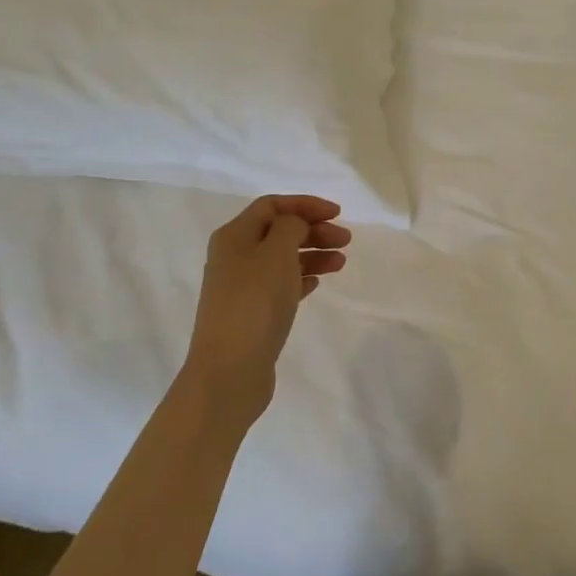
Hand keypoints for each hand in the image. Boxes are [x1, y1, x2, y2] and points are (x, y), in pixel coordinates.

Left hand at [183, 195, 350, 423]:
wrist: (230, 371)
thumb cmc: (254, 303)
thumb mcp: (276, 252)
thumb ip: (290, 227)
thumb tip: (294, 226)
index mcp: (234, 236)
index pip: (272, 205)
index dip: (305, 204)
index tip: (338, 213)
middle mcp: (233, 257)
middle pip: (278, 231)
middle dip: (314, 230)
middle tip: (346, 240)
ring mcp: (241, 287)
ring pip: (282, 259)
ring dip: (313, 254)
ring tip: (341, 263)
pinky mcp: (250, 314)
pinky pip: (280, 285)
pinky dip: (301, 278)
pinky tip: (318, 282)